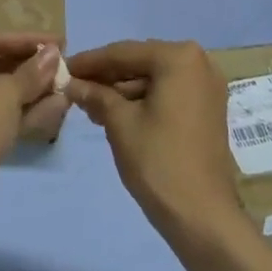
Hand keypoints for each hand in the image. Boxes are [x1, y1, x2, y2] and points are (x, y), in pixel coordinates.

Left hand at [0, 32, 66, 224]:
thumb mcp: (6, 94)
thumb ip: (32, 72)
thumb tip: (54, 53)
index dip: (28, 40)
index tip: (59, 42)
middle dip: (31, 67)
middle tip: (62, 65)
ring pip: (0, 93)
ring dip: (32, 90)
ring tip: (65, 85)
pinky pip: (0, 116)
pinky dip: (24, 111)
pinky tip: (56, 107)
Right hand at [65, 40, 245, 245]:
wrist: (203, 217)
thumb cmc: (159, 162)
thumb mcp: (120, 123)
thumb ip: (95, 95)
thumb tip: (71, 82)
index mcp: (178, 57)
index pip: (123, 53)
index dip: (89, 62)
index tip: (63, 68)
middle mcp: (199, 62)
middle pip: (140, 62)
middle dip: (106, 76)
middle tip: (74, 87)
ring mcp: (207, 87)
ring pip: (153, 79)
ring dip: (122, 90)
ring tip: (89, 104)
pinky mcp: (208, 109)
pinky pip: (168, 93)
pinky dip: (143, 101)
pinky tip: (115, 113)